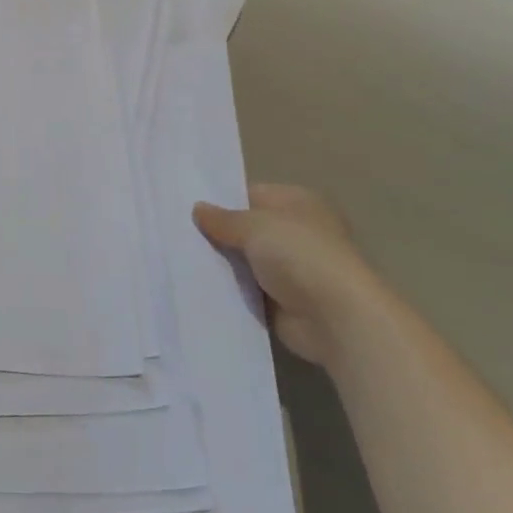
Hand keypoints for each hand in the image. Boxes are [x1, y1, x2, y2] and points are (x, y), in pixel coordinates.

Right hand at [193, 184, 382, 366]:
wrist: (336, 318)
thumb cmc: (300, 255)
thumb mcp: (254, 225)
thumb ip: (222, 218)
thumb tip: (198, 209)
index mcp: (297, 202)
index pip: (250, 194)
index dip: (220, 200)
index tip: (186, 207)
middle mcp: (296, 231)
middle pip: (246, 228)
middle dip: (217, 233)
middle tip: (176, 233)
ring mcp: (291, 268)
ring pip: (244, 260)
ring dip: (222, 263)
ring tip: (179, 258)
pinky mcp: (283, 300)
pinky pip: (247, 289)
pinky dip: (230, 289)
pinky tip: (198, 285)